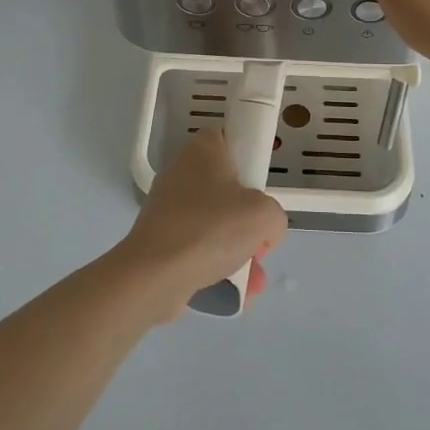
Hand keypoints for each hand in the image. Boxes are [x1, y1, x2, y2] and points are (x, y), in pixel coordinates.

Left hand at [112, 128, 287, 321]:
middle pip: (228, 187)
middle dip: (249, 219)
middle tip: (259, 239)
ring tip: (252, 277)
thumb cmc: (211, 229)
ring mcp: (169, 207)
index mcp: (203, 150)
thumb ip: (274, 216)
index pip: (231, 138)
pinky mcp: (161, 238)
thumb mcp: (264, 215)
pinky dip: (217, 264)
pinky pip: (199, 246)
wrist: (154, 275)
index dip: (251, 160)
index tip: (262, 187)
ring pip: (216, 222)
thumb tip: (262, 232)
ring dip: (238, 249)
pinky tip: (235, 290)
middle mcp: (182, 172)